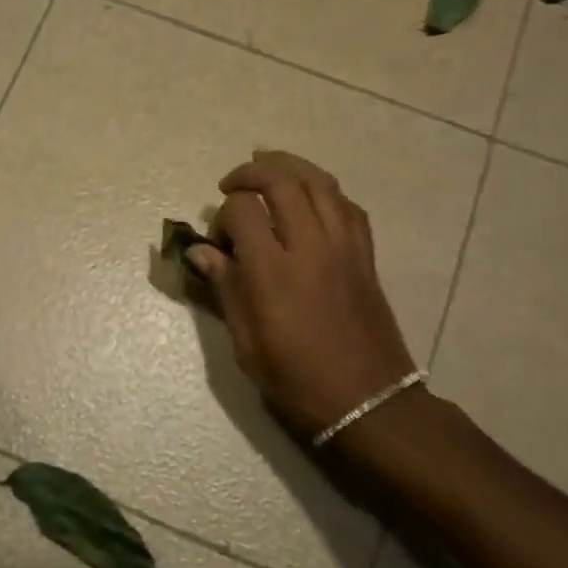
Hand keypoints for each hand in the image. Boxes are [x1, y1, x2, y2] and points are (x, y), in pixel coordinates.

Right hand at [184, 152, 416, 436]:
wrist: (367, 401)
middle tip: (232, 183)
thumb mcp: (247, 343)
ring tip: (267, 167)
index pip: (243, 211)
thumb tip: (201, 252)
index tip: (217, 240)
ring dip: (290, 167)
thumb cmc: (296, 380)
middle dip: (252, 173)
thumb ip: (226, 288)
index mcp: (273, 271)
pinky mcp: (365, 255)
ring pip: (320, 182)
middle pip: (283, 180)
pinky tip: (310, 198)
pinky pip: (347, 205)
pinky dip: (324, 191)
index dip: (223, 214)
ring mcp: (344, 247)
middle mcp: (310, 246)